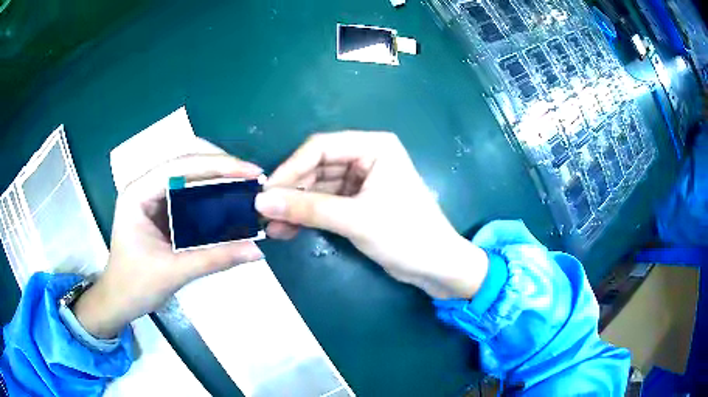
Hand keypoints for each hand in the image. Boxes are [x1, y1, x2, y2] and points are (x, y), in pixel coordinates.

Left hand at [73, 139, 263, 337]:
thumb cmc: (135, 285)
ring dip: (216, 174)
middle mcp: (145, 186)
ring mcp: (152, 196)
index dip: (218, 165)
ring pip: (188, 171)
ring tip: (245, 184)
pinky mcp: (160, 208)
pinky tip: (227, 199)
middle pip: (185, 159)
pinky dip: (210, 191)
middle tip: (251, 177)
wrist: (119, 300)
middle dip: (220, 164)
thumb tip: (257, 250)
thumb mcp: (174, 272)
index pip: (180, 166)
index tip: (251, 173)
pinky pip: (188, 191)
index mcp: (138, 193)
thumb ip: (214, 259)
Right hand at [255, 132, 487, 298]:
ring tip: (272, 227)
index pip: (320, 147)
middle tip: (264, 214)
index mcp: (374, 146)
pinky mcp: (358, 201)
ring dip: (295, 207)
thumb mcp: (355, 220)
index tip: (266, 194)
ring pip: (317, 187)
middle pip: (316, 167)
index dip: (290, 169)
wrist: (436, 267)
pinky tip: (287, 229)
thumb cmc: (406, 235)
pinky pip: (325, 202)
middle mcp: (366, 156)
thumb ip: (307, 209)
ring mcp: (361, 180)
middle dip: (291, 192)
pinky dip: (307, 215)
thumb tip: (261, 202)